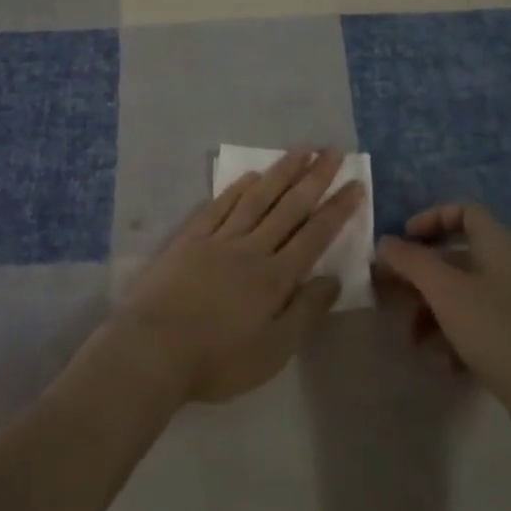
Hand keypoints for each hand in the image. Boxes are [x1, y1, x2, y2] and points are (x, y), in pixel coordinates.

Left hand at [113, 148, 362, 403]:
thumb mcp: (273, 351)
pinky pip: (220, 205)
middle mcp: (251, 248)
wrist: (154, 348)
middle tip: (333, 151)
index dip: (337, 209)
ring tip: (301, 150)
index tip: (355, 183)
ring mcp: (219, 238)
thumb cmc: (218, 360)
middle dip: (315, 178)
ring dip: (281, 172)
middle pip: (289, 207)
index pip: (314, 235)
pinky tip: (250, 176)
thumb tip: (334, 278)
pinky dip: (237, 188)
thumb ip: (304, 312)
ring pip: (257, 197)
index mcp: (275, 277)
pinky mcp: (191, 238)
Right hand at [375, 203, 510, 429]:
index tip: (404, 241)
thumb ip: (410, 261)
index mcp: (497, 244)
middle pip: (456, 256)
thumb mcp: (444, 290)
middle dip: (421, 274)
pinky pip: (478, 324)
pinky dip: (456, 336)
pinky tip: (445, 363)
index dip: (431, 219)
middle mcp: (509, 267)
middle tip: (391, 292)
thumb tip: (384, 242)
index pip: (464, 211)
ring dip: (432, 310)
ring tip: (413, 339)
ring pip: (463, 293)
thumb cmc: (498, 330)